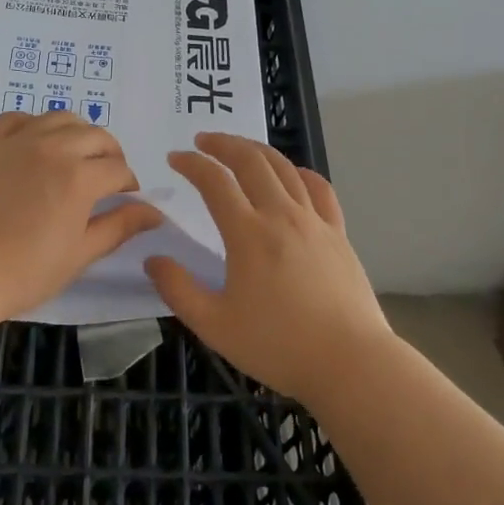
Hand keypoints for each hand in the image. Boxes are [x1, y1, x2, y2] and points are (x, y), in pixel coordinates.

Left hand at [0, 111, 163, 323]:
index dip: (129, 184)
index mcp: (80, 177)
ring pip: (60, 118)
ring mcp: (18, 140)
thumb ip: (119, 227)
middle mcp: (53, 147)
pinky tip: (36, 142)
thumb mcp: (79, 255)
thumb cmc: (22, 272)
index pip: (118, 169)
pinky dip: (35, 124)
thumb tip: (154, 212)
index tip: (126, 199)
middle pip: (95, 135)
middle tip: (107, 177)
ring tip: (75, 155)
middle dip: (110, 154)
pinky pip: (18, 117)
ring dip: (77, 133)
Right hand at [144, 133, 391, 402]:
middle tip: (203, 141)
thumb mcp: (215, 326)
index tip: (175, 159)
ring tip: (239, 148)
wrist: (351, 363)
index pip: (214, 182)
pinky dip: (300, 172)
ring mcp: (314, 221)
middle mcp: (280, 215)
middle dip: (223, 143)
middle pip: (250, 161)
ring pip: (284, 168)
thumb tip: (153, 259)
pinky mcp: (338, 233)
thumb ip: (179, 290)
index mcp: (247, 234)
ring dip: (256, 150)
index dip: (192, 164)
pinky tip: (293, 173)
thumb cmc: (278, 346)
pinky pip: (319, 189)